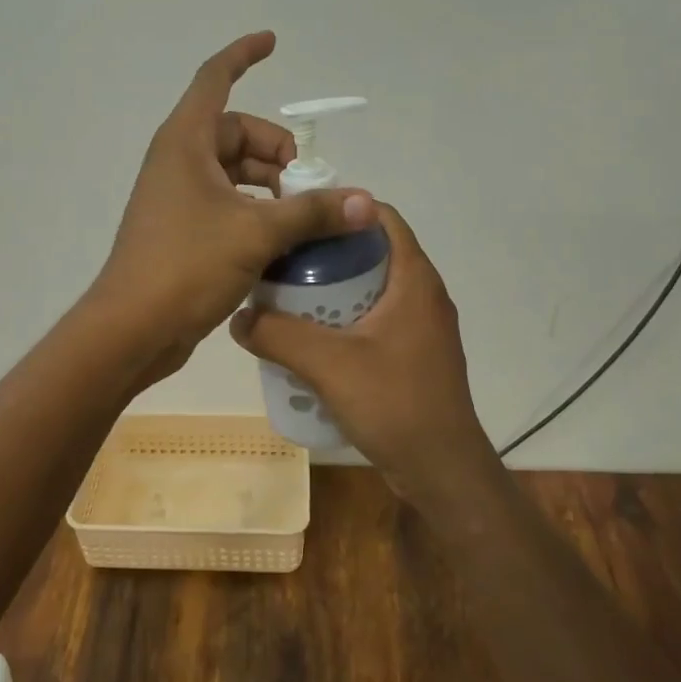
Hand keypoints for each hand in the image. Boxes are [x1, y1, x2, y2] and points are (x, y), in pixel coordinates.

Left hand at [92, 32, 375, 379]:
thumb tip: (366, 201)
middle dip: (275, 150)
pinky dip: (254, 210)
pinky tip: (281, 240)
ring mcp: (177, 197)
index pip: (215, 79)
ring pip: (232, 172)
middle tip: (308, 185)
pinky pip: (225, 203)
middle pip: (234, 133)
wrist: (132, 328)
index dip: (243, 54)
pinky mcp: (181, 230)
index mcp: (185, 142)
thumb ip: (313, 212)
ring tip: (301, 215)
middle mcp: (178, 161)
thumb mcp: (257, 232)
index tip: (273, 42)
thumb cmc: (186, 265)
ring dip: (269, 185)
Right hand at [230, 203, 498, 504]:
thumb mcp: (328, 365)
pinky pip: (375, 320)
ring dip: (332, 290)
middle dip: (326, 254)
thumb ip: (278, 336)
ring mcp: (421, 327)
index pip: (381, 217)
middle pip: (371, 253)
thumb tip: (238, 317)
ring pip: (371, 289)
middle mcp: (422, 295)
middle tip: (282, 264)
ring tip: (288, 301)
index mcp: (414, 279)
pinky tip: (312, 342)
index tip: (297, 219)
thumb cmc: (394, 404)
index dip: (340, 210)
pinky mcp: (414, 355)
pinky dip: (344, 320)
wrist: (442, 470)